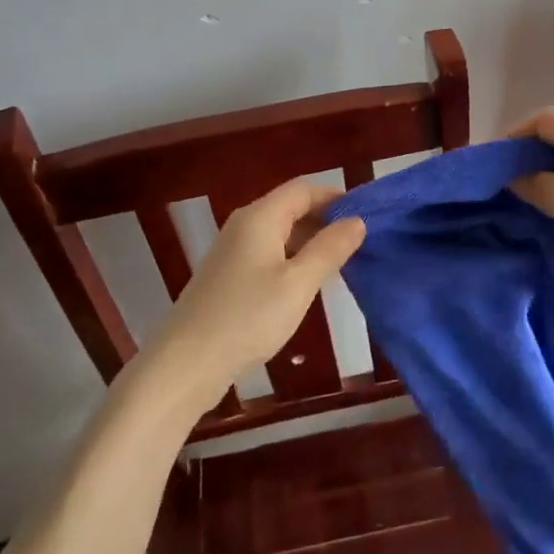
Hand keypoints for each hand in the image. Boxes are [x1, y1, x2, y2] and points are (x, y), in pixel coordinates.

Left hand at [150, 180, 365, 404]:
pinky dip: (292, 259)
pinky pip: (268, 253)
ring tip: (342, 263)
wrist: (186, 363)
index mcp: (260, 217)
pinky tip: (307, 284)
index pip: (304, 189)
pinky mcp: (227, 275)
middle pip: (290, 207)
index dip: (336, 197)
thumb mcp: (298, 284)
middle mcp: (244, 224)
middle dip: (326, 219)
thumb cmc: (247, 318)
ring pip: (280, 232)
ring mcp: (232, 250)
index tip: (367, 215)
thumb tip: (357, 220)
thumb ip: (329, 249)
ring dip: (310, 241)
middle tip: (361, 242)